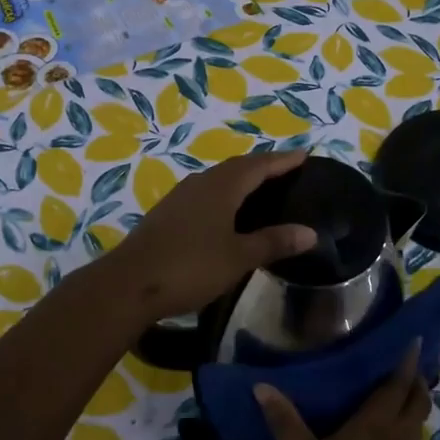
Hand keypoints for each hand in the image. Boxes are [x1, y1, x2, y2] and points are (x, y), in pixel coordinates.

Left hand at [103, 148, 317, 324]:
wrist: (129, 284)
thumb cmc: (190, 267)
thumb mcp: (238, 257)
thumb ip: (273, 242)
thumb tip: (310, 232)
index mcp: (221, 187)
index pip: (258, 165)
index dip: (282, 160)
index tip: (304, 155)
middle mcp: (200, 183)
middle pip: (237, 167)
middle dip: (263, 166)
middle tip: (287, 170)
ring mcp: (180, 197)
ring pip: (218, 179)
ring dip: (241, 179)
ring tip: (261, 189)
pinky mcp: (167, 213)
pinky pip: (204, 193)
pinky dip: (224, 195)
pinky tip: (227, 212)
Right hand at [255, 344, 429, 439]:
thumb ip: (284, 420)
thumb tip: (262, 386)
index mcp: (376, 425)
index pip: (399, 384)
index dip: (407, 360)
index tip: (412, 336)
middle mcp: (393, 437)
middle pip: (418, 401)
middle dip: (417, 378)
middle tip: (404, 357)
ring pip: (416, 421)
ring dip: (413, 400)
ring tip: (398, 384)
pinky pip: (406, 438)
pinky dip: (403, 421)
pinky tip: (382, 423)